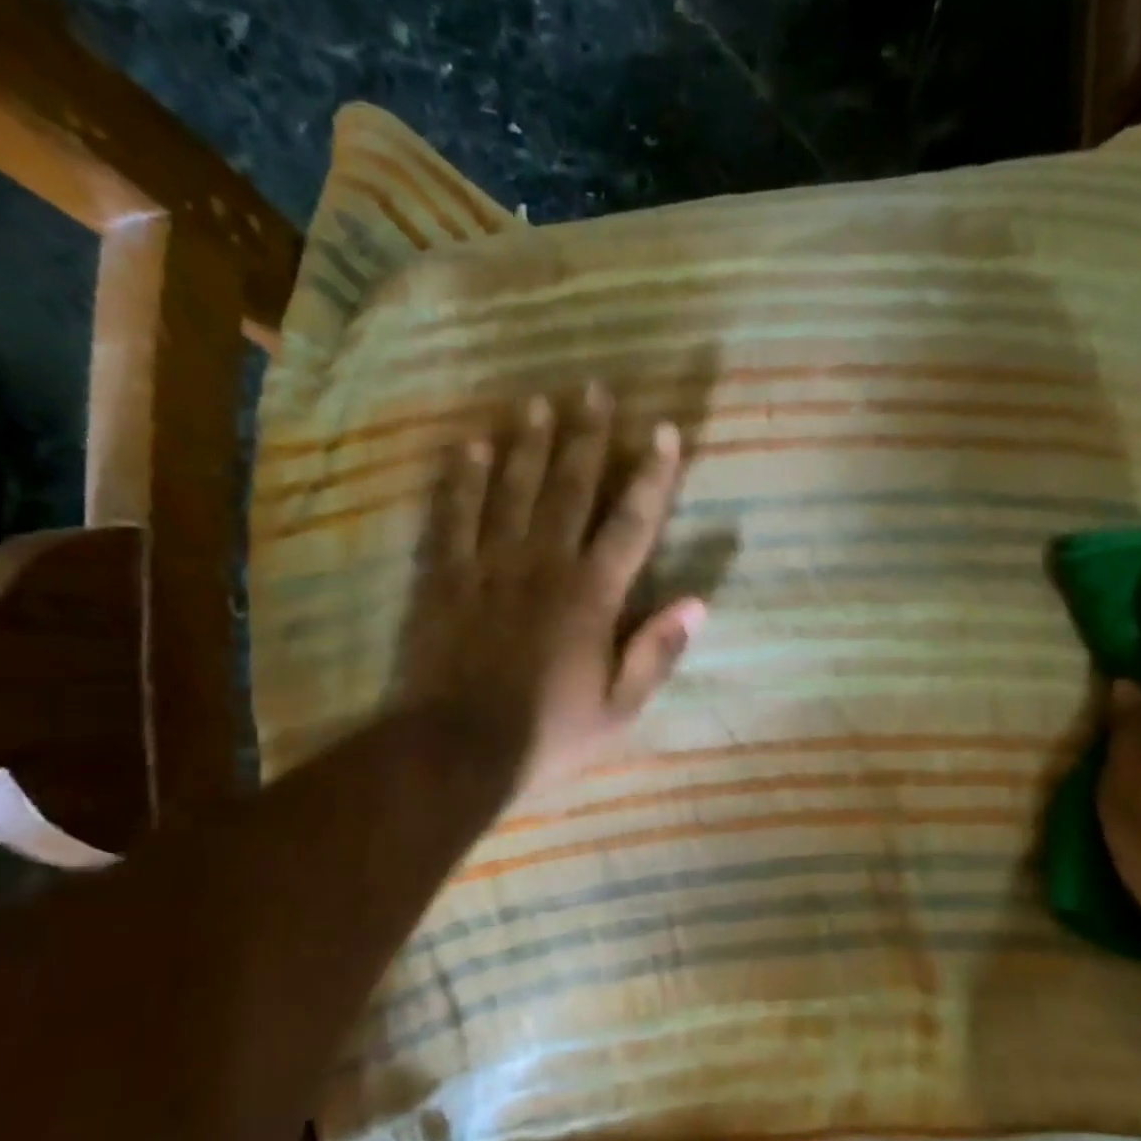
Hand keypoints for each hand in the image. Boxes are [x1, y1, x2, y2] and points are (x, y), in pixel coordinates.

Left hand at [396, 383, 705, 796]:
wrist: (456, 750)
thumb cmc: (547, 734)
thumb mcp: (618, 708)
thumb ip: (656, 653)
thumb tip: (698, 604)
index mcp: (591, 595)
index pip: (631, 523)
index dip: (651, 476)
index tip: (662, 432)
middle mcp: (542, 565)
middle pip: (568, 488)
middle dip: (586, 437)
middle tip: (595, 389)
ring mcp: (487, 566)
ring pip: (511, 490)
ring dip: (527, 444)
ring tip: (537, 402)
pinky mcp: (442, 578)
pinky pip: (452, 516)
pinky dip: (462, 480)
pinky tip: (470, 447)